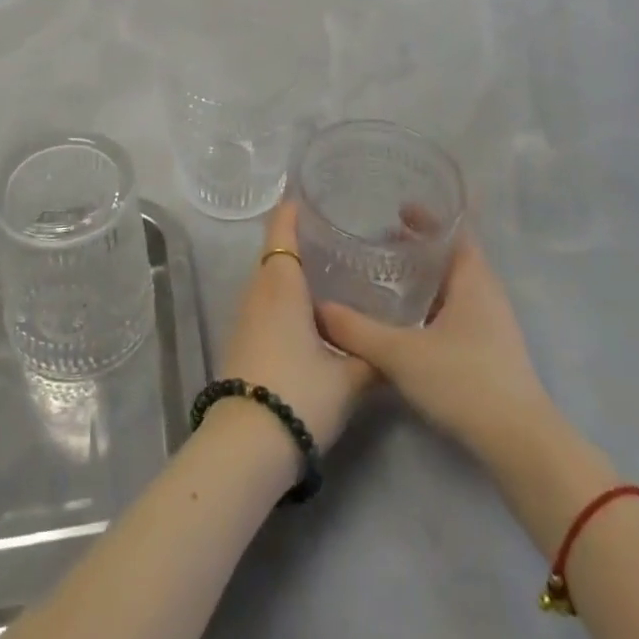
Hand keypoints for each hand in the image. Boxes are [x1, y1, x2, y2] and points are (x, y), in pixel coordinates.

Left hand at [214, 202, 374, 454]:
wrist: (246, 444)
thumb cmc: (298, 394)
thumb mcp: (348, 378)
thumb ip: (373, 356)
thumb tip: (396, 346)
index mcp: (281, 285)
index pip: (281, 230)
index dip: (292, 209)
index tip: (309, 193)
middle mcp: (258, 292)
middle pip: (275, 252)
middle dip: (299, 239)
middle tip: (336, 233)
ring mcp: (246, 317)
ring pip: (270, 279)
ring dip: (292, 270)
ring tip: (330, 269)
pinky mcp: (243, 340)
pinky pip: (266, 303)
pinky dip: (285, 295)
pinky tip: (311, 312)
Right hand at [317, 235, 552, 460]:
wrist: (520, 444)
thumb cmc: (464, 381)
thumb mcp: (400, 353)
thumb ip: (356, 330)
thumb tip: (318, 308)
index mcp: (473, 278)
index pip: (454, 230)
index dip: (427, 216)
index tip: (397, 208)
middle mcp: (487, 292)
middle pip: (452, 255)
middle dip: (419, 245)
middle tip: (381, 239)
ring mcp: (493, 323)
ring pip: (455, 285)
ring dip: (426, 276)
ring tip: (389, 275)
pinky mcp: (491, 351)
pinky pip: (458, 310)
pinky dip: (433, 303)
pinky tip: (408, 319)